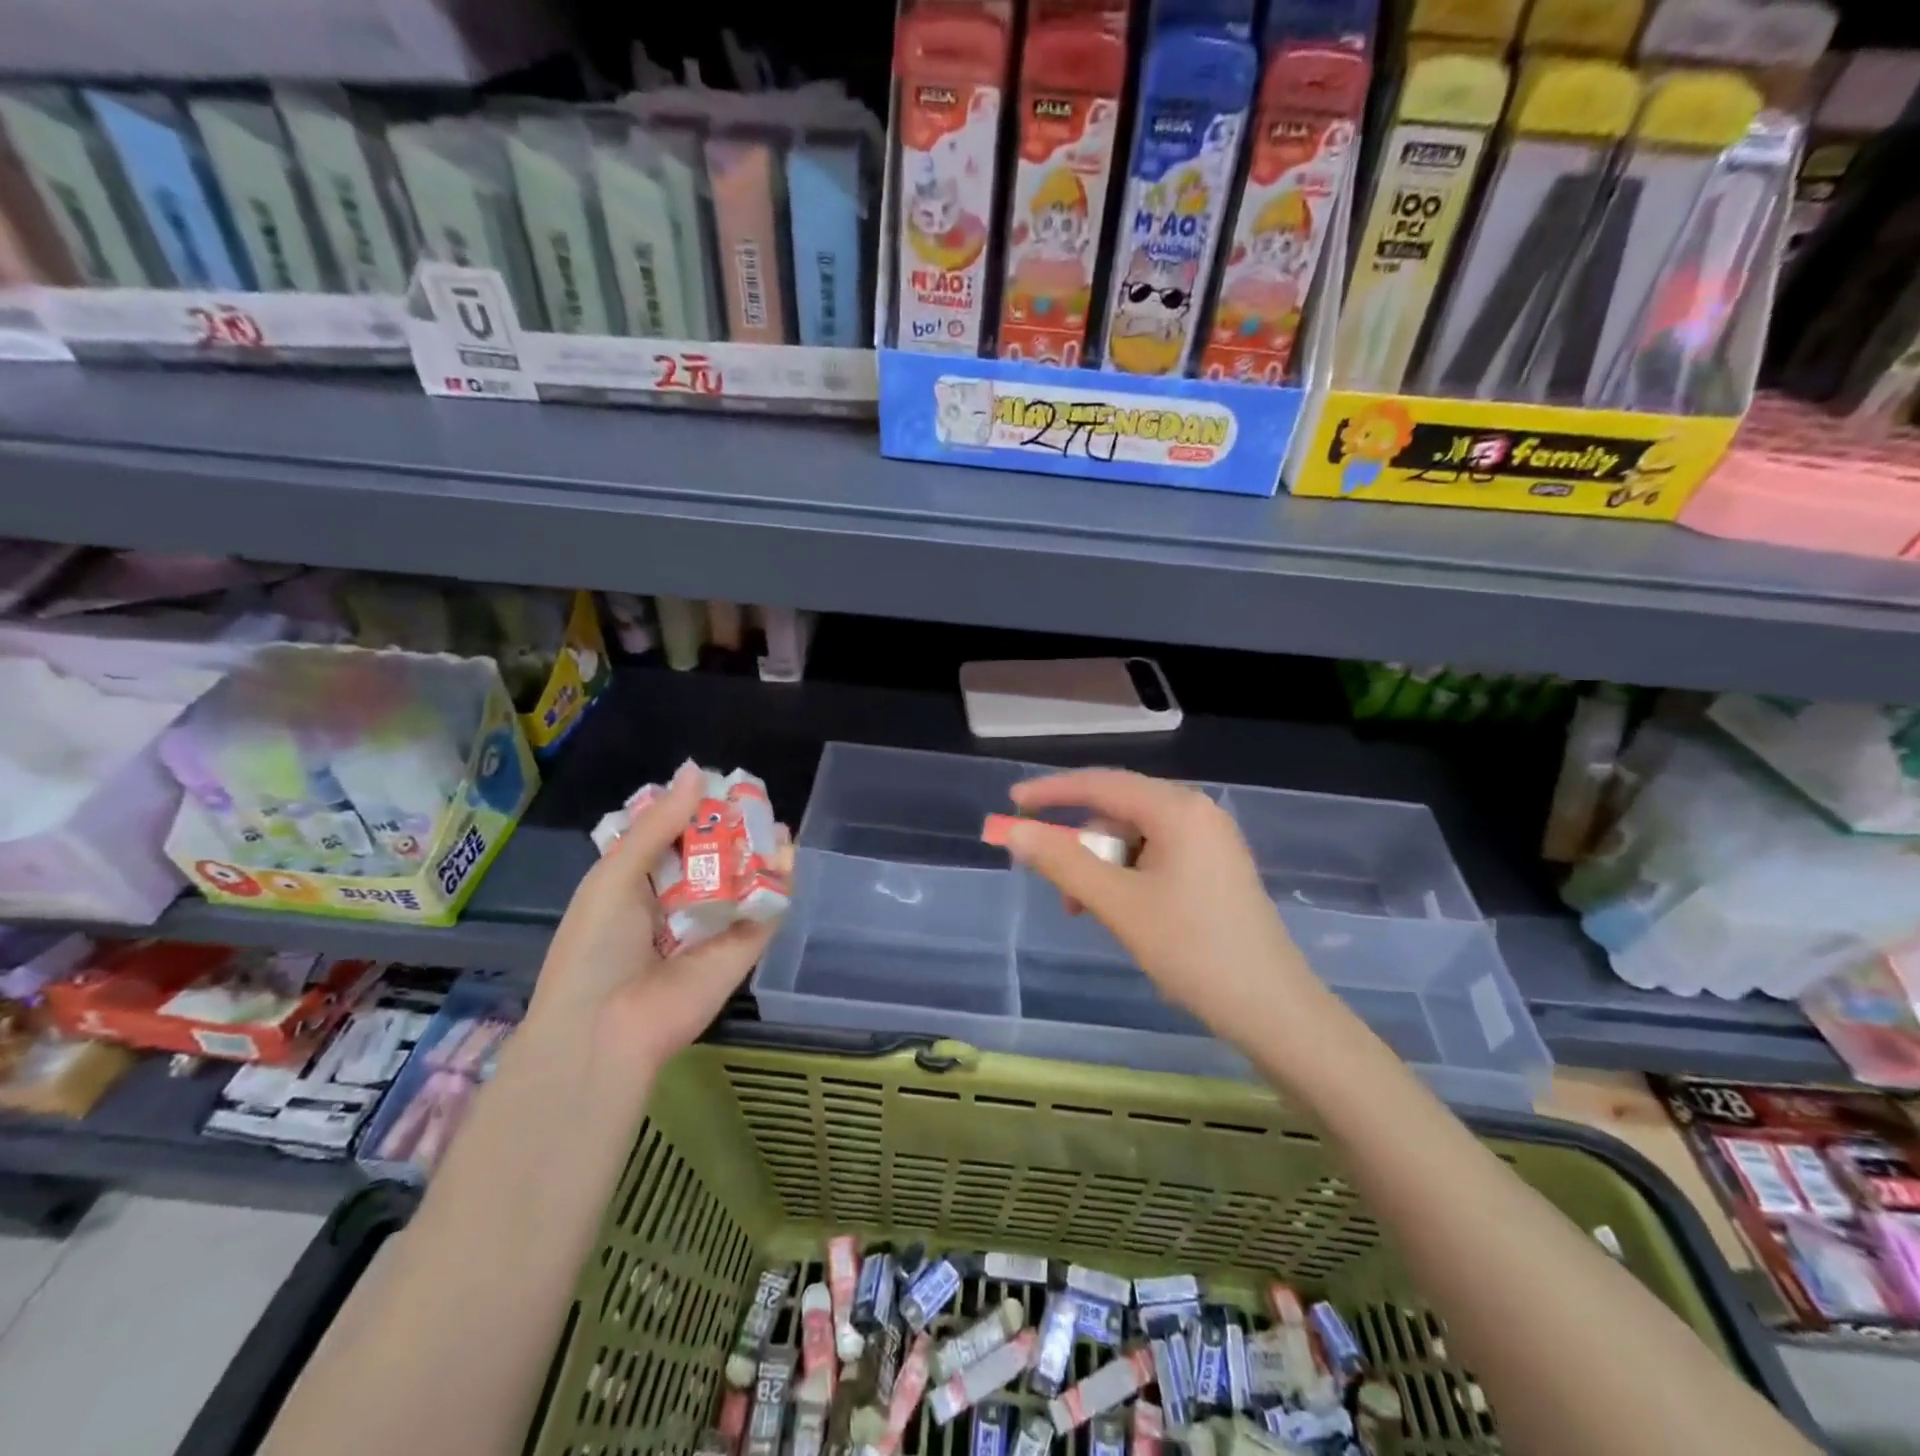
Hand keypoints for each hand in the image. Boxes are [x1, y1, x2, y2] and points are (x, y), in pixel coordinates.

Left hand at [528, 761, 787, 1076]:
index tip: (715, 783)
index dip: (693, 810)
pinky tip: (787, 852)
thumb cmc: (597, 946)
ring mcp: (714, 926)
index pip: (673, 838)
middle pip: (713, 855)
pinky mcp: (744, 948)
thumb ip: (659, 825)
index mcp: (639, 885)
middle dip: (732, 827)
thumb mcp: (616, 875)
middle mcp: (678, 902)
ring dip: (760, 850)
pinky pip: (765, 909)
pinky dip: (779, 881)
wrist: (607, 1029)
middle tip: (752, 796)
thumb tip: (696, 771)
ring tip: (775, 820)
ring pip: (743, 880)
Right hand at [1004, 770, 1324, 1053]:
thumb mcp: (1118, 904)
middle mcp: (1196, 813)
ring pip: (1134, 840)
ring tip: (1090, 913)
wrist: (1274, 1011)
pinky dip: (1127, 879)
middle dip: (1081, 847)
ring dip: (1102, 870)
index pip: (1101, 784)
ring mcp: (1210, 842)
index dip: (1052, 792)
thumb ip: (1063, 862)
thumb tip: (1013, 831)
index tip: (1011, 802)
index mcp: (1178, 809)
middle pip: (1117, 813)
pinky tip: (1123, 913)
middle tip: (1060, 892)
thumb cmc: (1193, 950)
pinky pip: (1155, 858)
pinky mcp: (1215, 870)